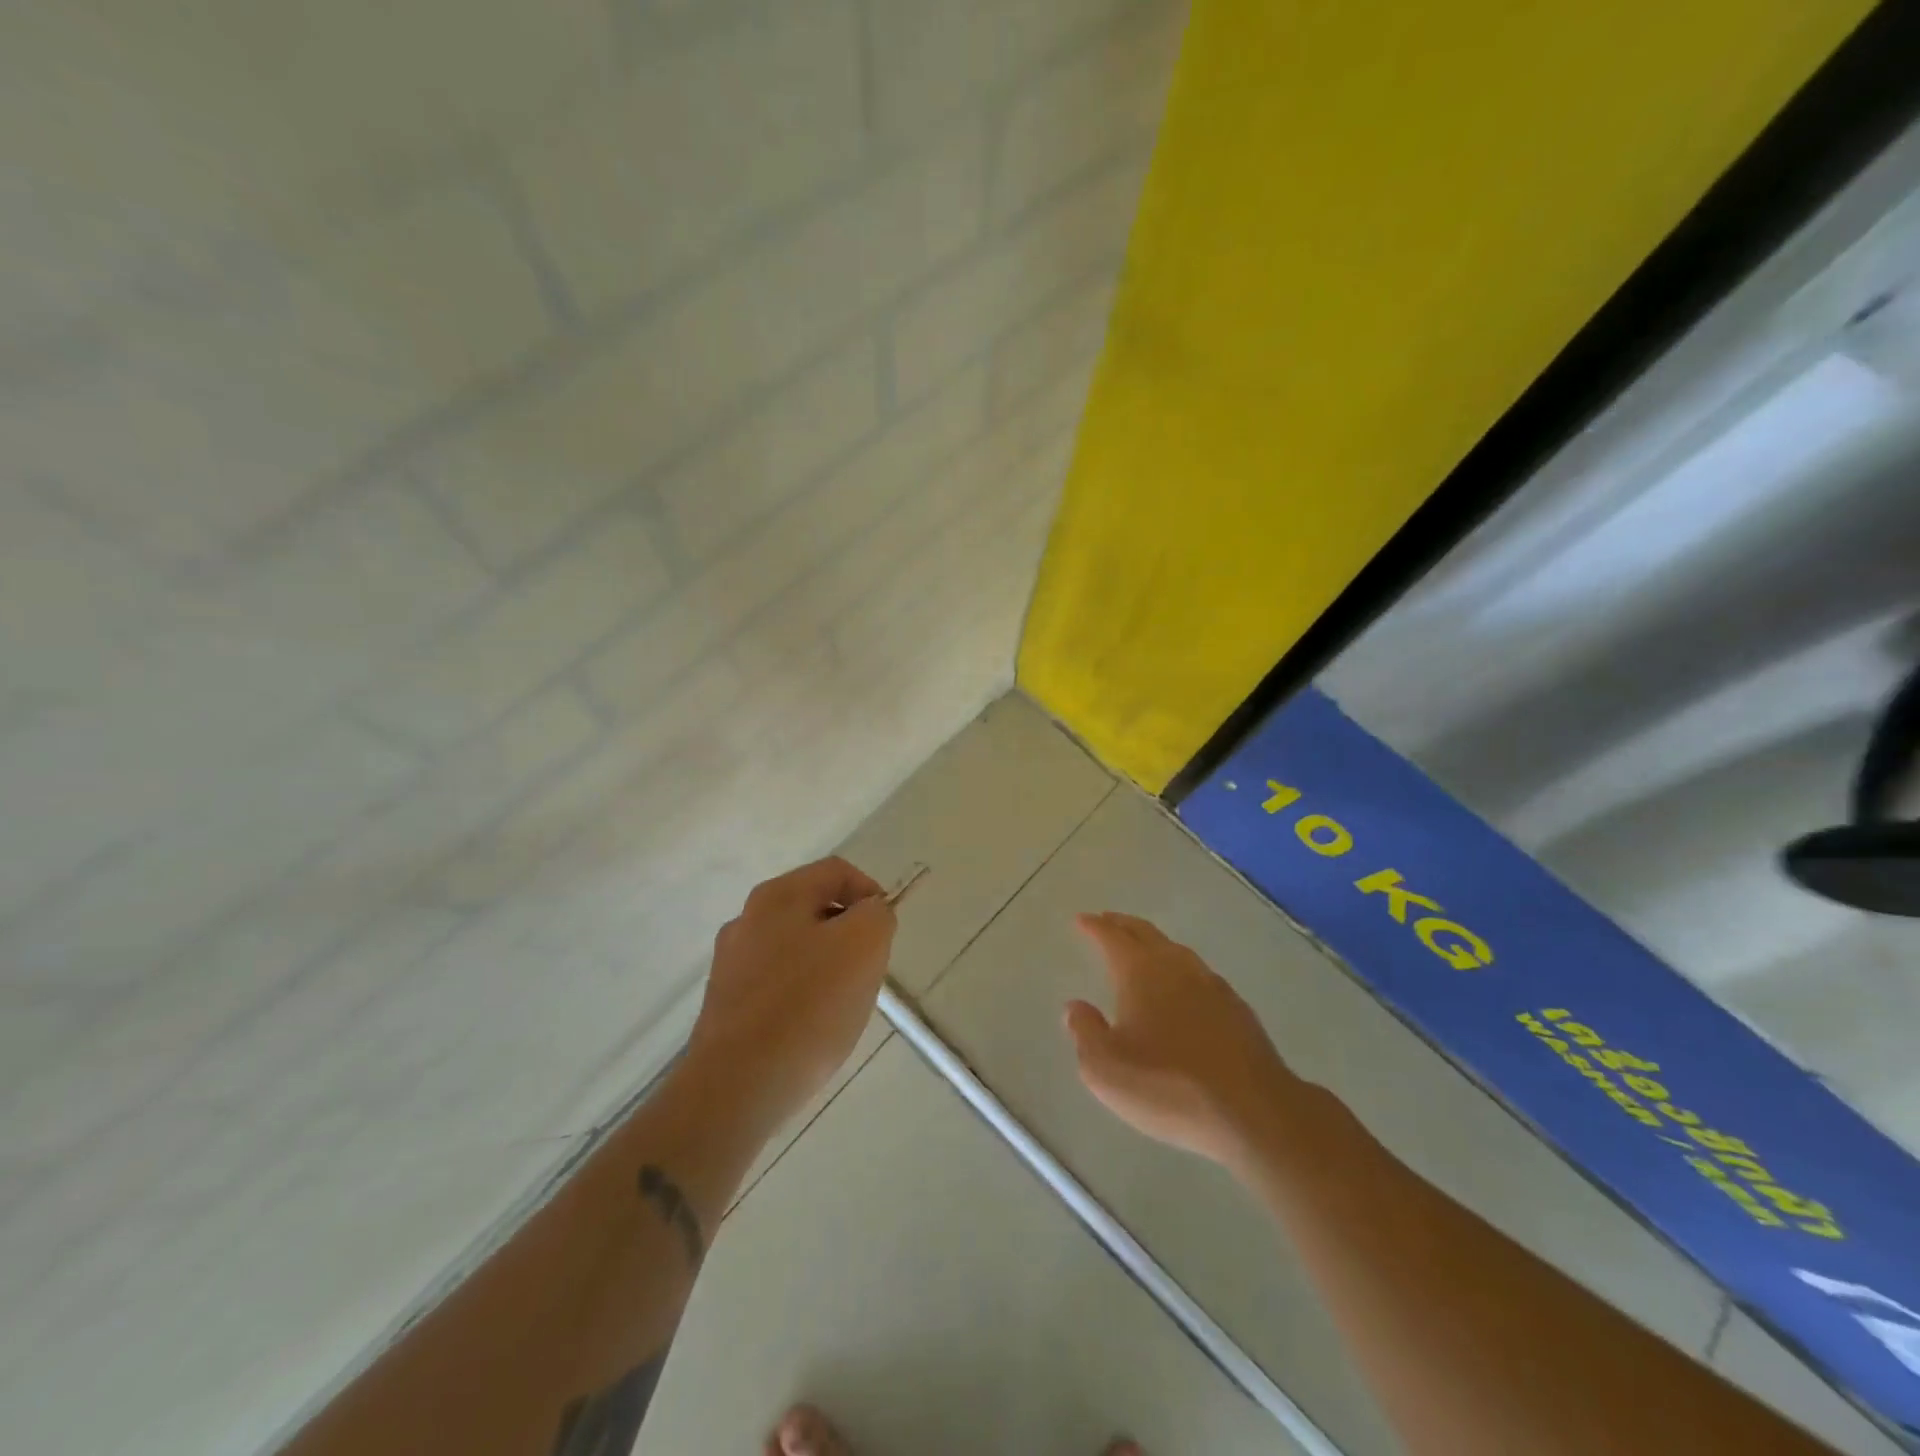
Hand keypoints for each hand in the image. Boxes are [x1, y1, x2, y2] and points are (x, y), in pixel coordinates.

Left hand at [686, 857, 896, 1128]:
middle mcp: (747, 919)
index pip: (837, 871)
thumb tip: (868, 912)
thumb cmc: (808, 1006)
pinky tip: (810, 1029)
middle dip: (849, 933)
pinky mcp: (726, 1003)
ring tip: (841, 1004)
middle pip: (814, 908)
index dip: (871, 892)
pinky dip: (801, 995)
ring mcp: (731, 963)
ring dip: (826, 965)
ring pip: (796, 947)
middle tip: (868, 969)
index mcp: (778, 895)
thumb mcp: (864, 945)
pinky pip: (777, 984)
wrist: (737, 1087)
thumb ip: (876, 914)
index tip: (886, 932)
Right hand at [1065, 911, 1298, 1168]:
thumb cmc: (1168, 1086)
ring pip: (1175, 950)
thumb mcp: (1106, 1069)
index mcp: (1140, 972)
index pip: (1112, 937)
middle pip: (1145, 933)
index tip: (1082, 919)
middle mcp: (1176, 966)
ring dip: (1153, 944)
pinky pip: (1198, 974)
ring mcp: (1211, 984)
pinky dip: (1180, 970)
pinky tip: (1182, 988)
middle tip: (1107, 921)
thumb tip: (1075, 1007)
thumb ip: (1085, 1032)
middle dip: (1123, 925)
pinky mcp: (1237, 1008)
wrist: (1253, 1111)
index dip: (1095, 927)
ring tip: (1141, 949)